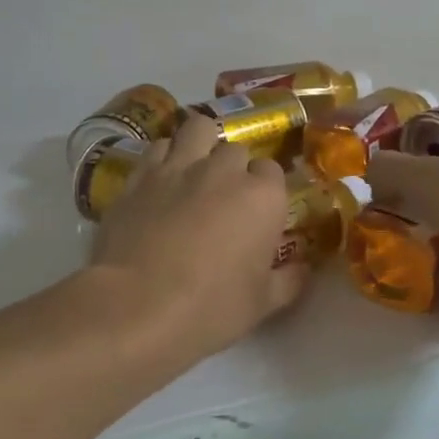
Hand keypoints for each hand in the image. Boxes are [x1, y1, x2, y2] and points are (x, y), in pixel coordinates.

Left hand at [90, 115, 306, 368]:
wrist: (135, 307)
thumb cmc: (210, 308)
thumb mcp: (262, 305)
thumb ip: (288, 280)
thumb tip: (303, 269)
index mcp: (262, 197)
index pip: (273, 171)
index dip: (266, 190)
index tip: (259, 212)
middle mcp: (223, 170)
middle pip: (236, 150)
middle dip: (233, 168)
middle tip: (225, 197)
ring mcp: (178, 167)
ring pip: (197, 129)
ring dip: (201, 144)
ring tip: (195, 169)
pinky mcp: (139, 176)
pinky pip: (157, 147)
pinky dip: (163, 156)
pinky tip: (160, 179)